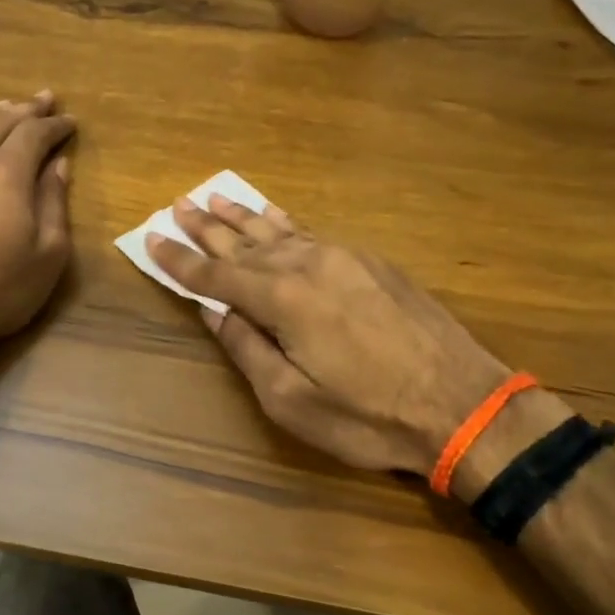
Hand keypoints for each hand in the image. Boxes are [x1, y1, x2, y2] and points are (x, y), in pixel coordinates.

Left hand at [0, 92, 75, 363]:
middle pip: (0, 120)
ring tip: (7, 109)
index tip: (70, 122)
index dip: (55, 124)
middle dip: (27, 109)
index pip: (35, 133)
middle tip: (45, 100)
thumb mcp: (47, 255)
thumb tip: (58, 165)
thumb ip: (54, 203)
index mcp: (6, 172)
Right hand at [146, 197, 515, 476]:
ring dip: (242, 217)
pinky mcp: (372, 262)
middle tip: (178, 205)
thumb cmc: (368, 416)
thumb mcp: (291, 400)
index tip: (152, 238)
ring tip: (214, 198)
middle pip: (244, 243)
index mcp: (282, 299)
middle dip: (206, 227)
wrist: (463, 404)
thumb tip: (215, 312)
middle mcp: (308, 265)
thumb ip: (247, 349)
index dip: (179, 260)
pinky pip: (313, 232)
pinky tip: (272, 213)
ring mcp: (344, 258)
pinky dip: (285, 221)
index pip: (215, 275)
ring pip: (279, 231)